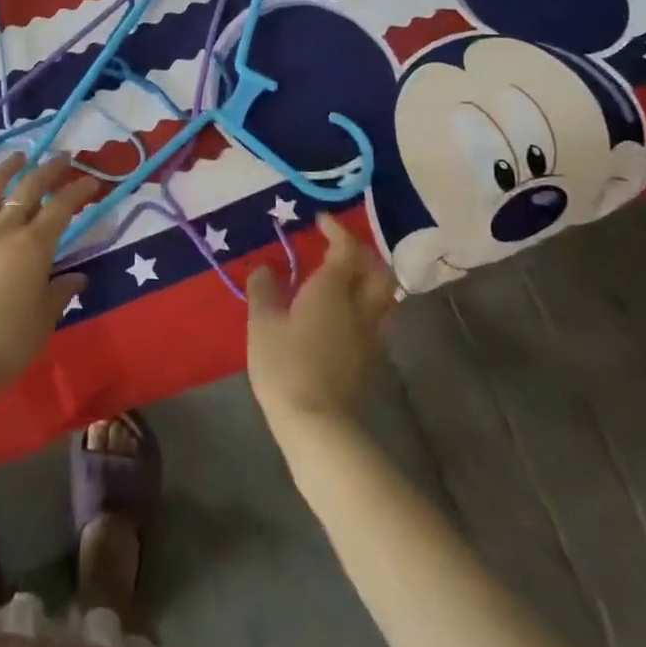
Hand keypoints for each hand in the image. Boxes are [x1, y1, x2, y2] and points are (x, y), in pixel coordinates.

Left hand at [0, 153, 96, 388]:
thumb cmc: (8, 342)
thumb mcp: (43, 318)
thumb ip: (60, 292)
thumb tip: (77, 278)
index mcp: (34, 246)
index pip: (62, 207)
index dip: (78, 190)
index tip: (91, 180)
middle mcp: (3, 229)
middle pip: (28, 187)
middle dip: (49, 168)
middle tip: (61, 157)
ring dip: (7, 168)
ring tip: (18, 156)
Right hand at [247, 215, 396, 434]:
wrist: (317, 424)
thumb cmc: (285, 365)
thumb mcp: (262, 323)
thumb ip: (263, 290)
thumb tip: (264, 268)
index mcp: (333, 289)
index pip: (346, 249)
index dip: (337, 230)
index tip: (321, 221)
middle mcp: (359, 306)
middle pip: (377, 270)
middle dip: (362, 252)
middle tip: (339, 247)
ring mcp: (370, 335)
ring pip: (383, 295)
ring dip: (369, 278)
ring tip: (346, 277)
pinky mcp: (371, 359)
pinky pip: (376, 318)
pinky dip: (365, 304)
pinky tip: (344, 313)